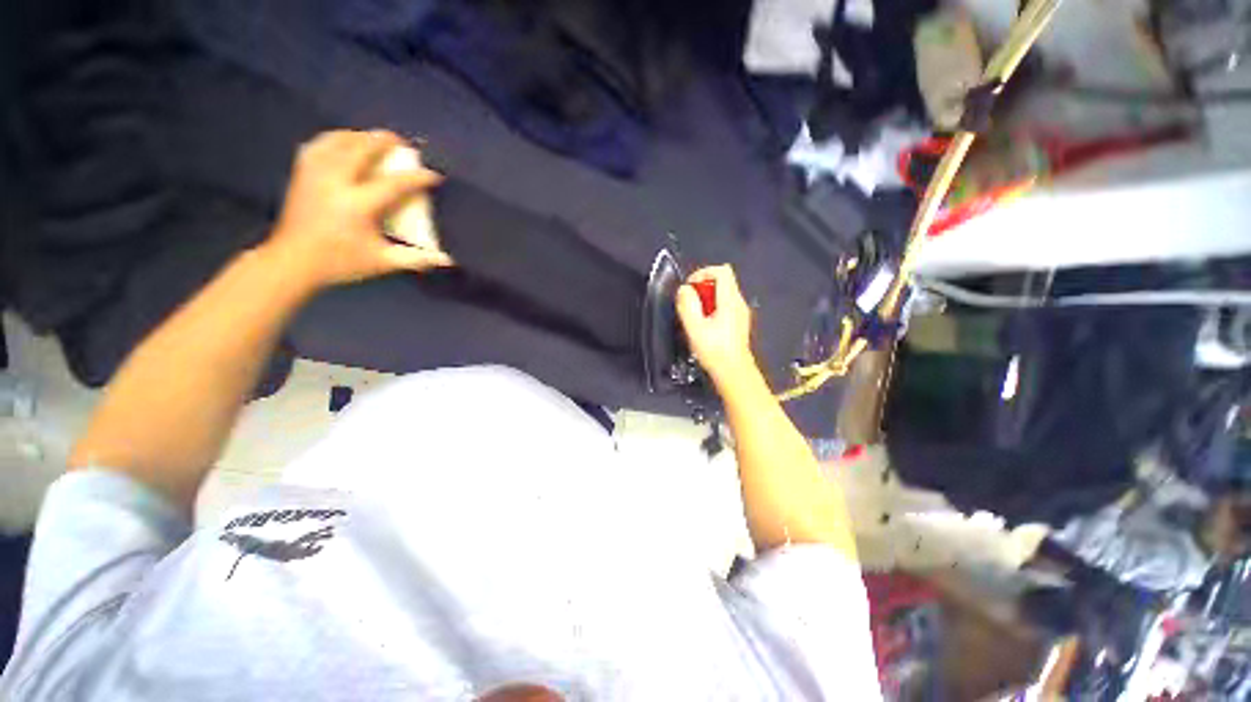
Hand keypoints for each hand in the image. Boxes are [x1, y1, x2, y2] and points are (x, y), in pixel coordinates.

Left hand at [264, 129, 452, 289]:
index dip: (417, 178)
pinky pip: (319, 144)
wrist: (293, 261)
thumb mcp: (383, 262)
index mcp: (357, 205)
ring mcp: (315, 173)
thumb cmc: (342, 262)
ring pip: (339, 140)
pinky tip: (345, 143)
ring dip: (361, 137)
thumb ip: (417, 258)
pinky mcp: (302, 172)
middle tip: (404, 144)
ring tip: (377, 140)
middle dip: (386, 142)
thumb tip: (448, 259)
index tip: (434, 175)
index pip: (393, 183)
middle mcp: (335, 182)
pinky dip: (335, 139)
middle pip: (362, 149)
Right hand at [676, 265, 755, 383]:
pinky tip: (705, 326)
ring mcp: (741, 313)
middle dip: (702, 287)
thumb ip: (687, 304)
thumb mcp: (694, 327)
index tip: (690, 289)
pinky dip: (712, 308)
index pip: (722, 270)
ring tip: (695, 317)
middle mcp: (739, 302)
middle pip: (722, 280)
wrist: (733, 372)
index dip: (703, 273)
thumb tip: (685, 289)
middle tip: (689, 304)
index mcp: (730, 300)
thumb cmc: (714, 351)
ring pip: (723, 293)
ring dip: (706, 299)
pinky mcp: (739, 322)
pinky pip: (725, 305)